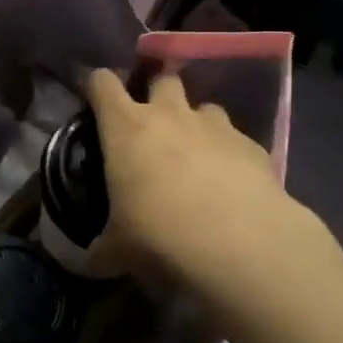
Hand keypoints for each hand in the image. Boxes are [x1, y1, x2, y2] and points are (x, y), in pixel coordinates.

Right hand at [85, 69, 312, 305]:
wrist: (238, 242)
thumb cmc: (159, 234)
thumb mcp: (118, 249)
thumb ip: (101, 248)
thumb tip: (90, 262)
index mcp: (126, 127)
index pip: (103, 83)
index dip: (98, 87)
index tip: (96, 103)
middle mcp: (170, 115)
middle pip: (162, 80)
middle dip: (157, 96)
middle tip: (153, 129)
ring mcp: (215, 125)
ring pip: (203, 107)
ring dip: (196, 125)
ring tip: (196, 157)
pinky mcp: (252, 145)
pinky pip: (235, 139)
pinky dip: (230, 154)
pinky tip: (232, 185)